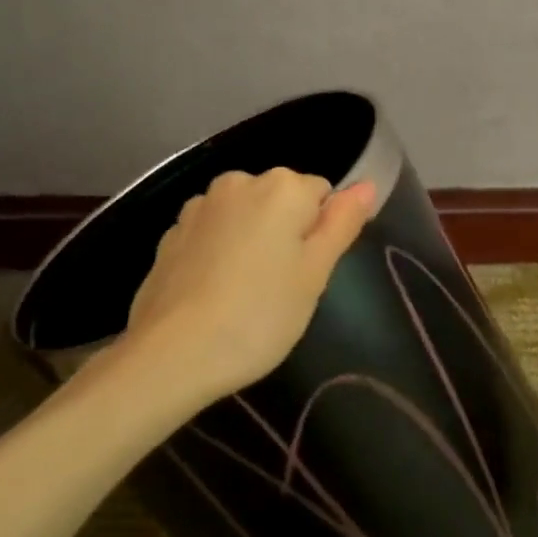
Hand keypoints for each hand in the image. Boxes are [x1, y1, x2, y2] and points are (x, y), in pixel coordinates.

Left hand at [123, 168, 376, 404]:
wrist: (170, 354)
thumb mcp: (315, 274)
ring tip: (245, 294)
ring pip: (245, 217)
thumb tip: (367, 185)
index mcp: (282, 187)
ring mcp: (200, 206)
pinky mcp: (172, 233)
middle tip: (282, 287)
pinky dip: (219, 253)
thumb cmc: (259, 315)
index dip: (320, 235)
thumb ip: (342, 223)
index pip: (322, 195)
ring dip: (252, 241)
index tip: (307, 274)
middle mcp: (239, 182)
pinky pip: (213, 234)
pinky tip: (213, 294)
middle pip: (281, 201)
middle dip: (286, 234)